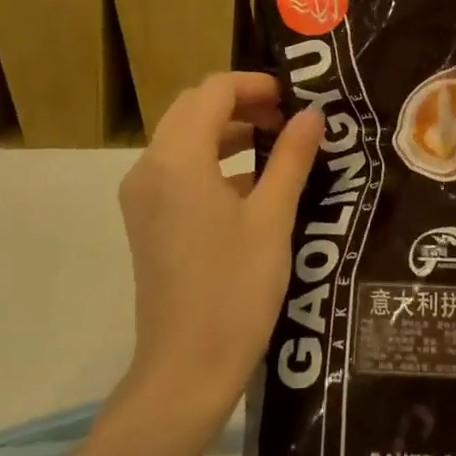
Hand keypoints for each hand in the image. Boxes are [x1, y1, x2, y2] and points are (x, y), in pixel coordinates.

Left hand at [117, 73, 322, 415]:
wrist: (186, 370)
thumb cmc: (235, 290)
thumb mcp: (273, 218)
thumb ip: (291, 157)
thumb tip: (312, 115)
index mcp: (178, 159)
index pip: (213, 91)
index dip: (255, 85)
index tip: (294, 98)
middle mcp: (150, 167)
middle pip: (193, 108)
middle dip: (241, 103)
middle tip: (287, 118)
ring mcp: (142, 195)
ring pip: (184, 137)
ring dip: (228, 130)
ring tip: (277, 145)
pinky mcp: (146, 219)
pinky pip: (178, 169)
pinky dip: (213, 160)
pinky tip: (253, 184)